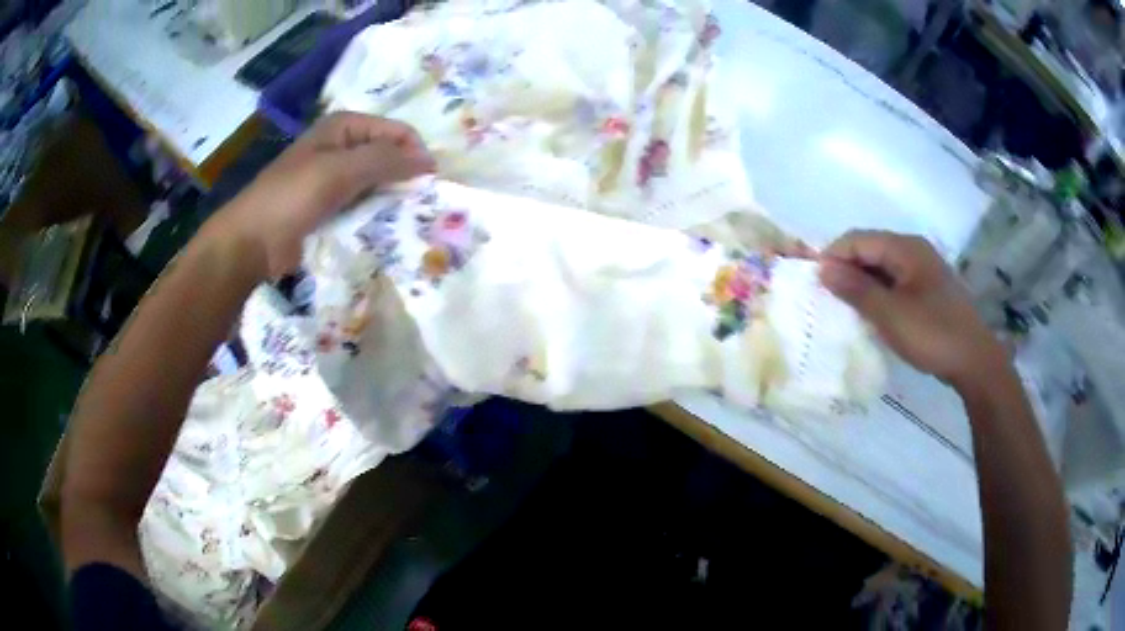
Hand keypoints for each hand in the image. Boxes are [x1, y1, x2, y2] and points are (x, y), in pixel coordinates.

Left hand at [214, 113, 435, 278]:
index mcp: (344, 128)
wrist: (252, 242)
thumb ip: (385, 161)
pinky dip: (376, 215)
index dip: (415, 152)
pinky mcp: (331, 207)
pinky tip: (388, 230)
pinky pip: (363, 206)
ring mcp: (336, 179)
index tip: (431, 183)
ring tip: (410, 220)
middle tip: (424, 204)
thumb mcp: (339, 172)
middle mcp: (343, 148)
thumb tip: (430, 161)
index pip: (396, 132)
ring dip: (392, 199)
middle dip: (406, 177)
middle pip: (388, 156)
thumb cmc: (291, 197)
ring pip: (377, 183)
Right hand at [818, 230, 1006, 389]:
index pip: (858, 239)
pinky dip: (879, 294)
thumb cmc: (932, 334)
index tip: (814, 284)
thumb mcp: (890, 314)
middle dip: (846, 270)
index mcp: (905, 248)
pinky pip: (895, 282)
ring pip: (882, 267)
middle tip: (827, 299)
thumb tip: (823, 269)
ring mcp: (923, 270)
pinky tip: (872, 314)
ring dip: (862, 284)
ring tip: (845, 309)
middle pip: (870, 250)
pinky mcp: (929, 290)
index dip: (833, 257)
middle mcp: (914, 250)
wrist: (974, 361)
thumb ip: (856, 289)